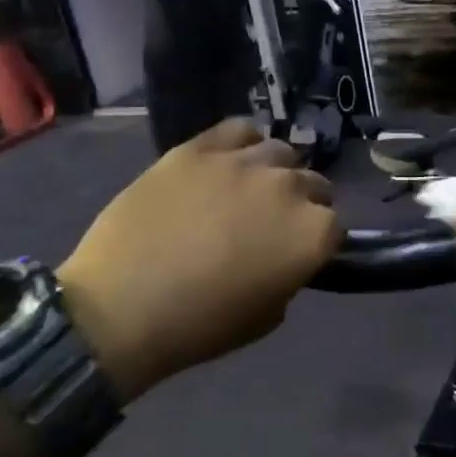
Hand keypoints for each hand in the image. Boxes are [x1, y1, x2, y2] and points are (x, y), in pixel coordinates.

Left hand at [61, 119, 340, 400]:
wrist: (121, 308)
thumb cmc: (200, 326)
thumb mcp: (266, 317)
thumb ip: (288, 276)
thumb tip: (282, 257)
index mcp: (312, 234)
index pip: (335, 226)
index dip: (318, 241)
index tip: (297, 253)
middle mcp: (288, 189)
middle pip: (313, 184)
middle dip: (301, 204)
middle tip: (271, 225)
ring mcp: (243, 163)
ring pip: (280, 153)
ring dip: (274, 172)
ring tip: (249, 190)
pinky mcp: (199, 148)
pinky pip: (238, 130)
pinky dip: (242, 144)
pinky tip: (229, 162)